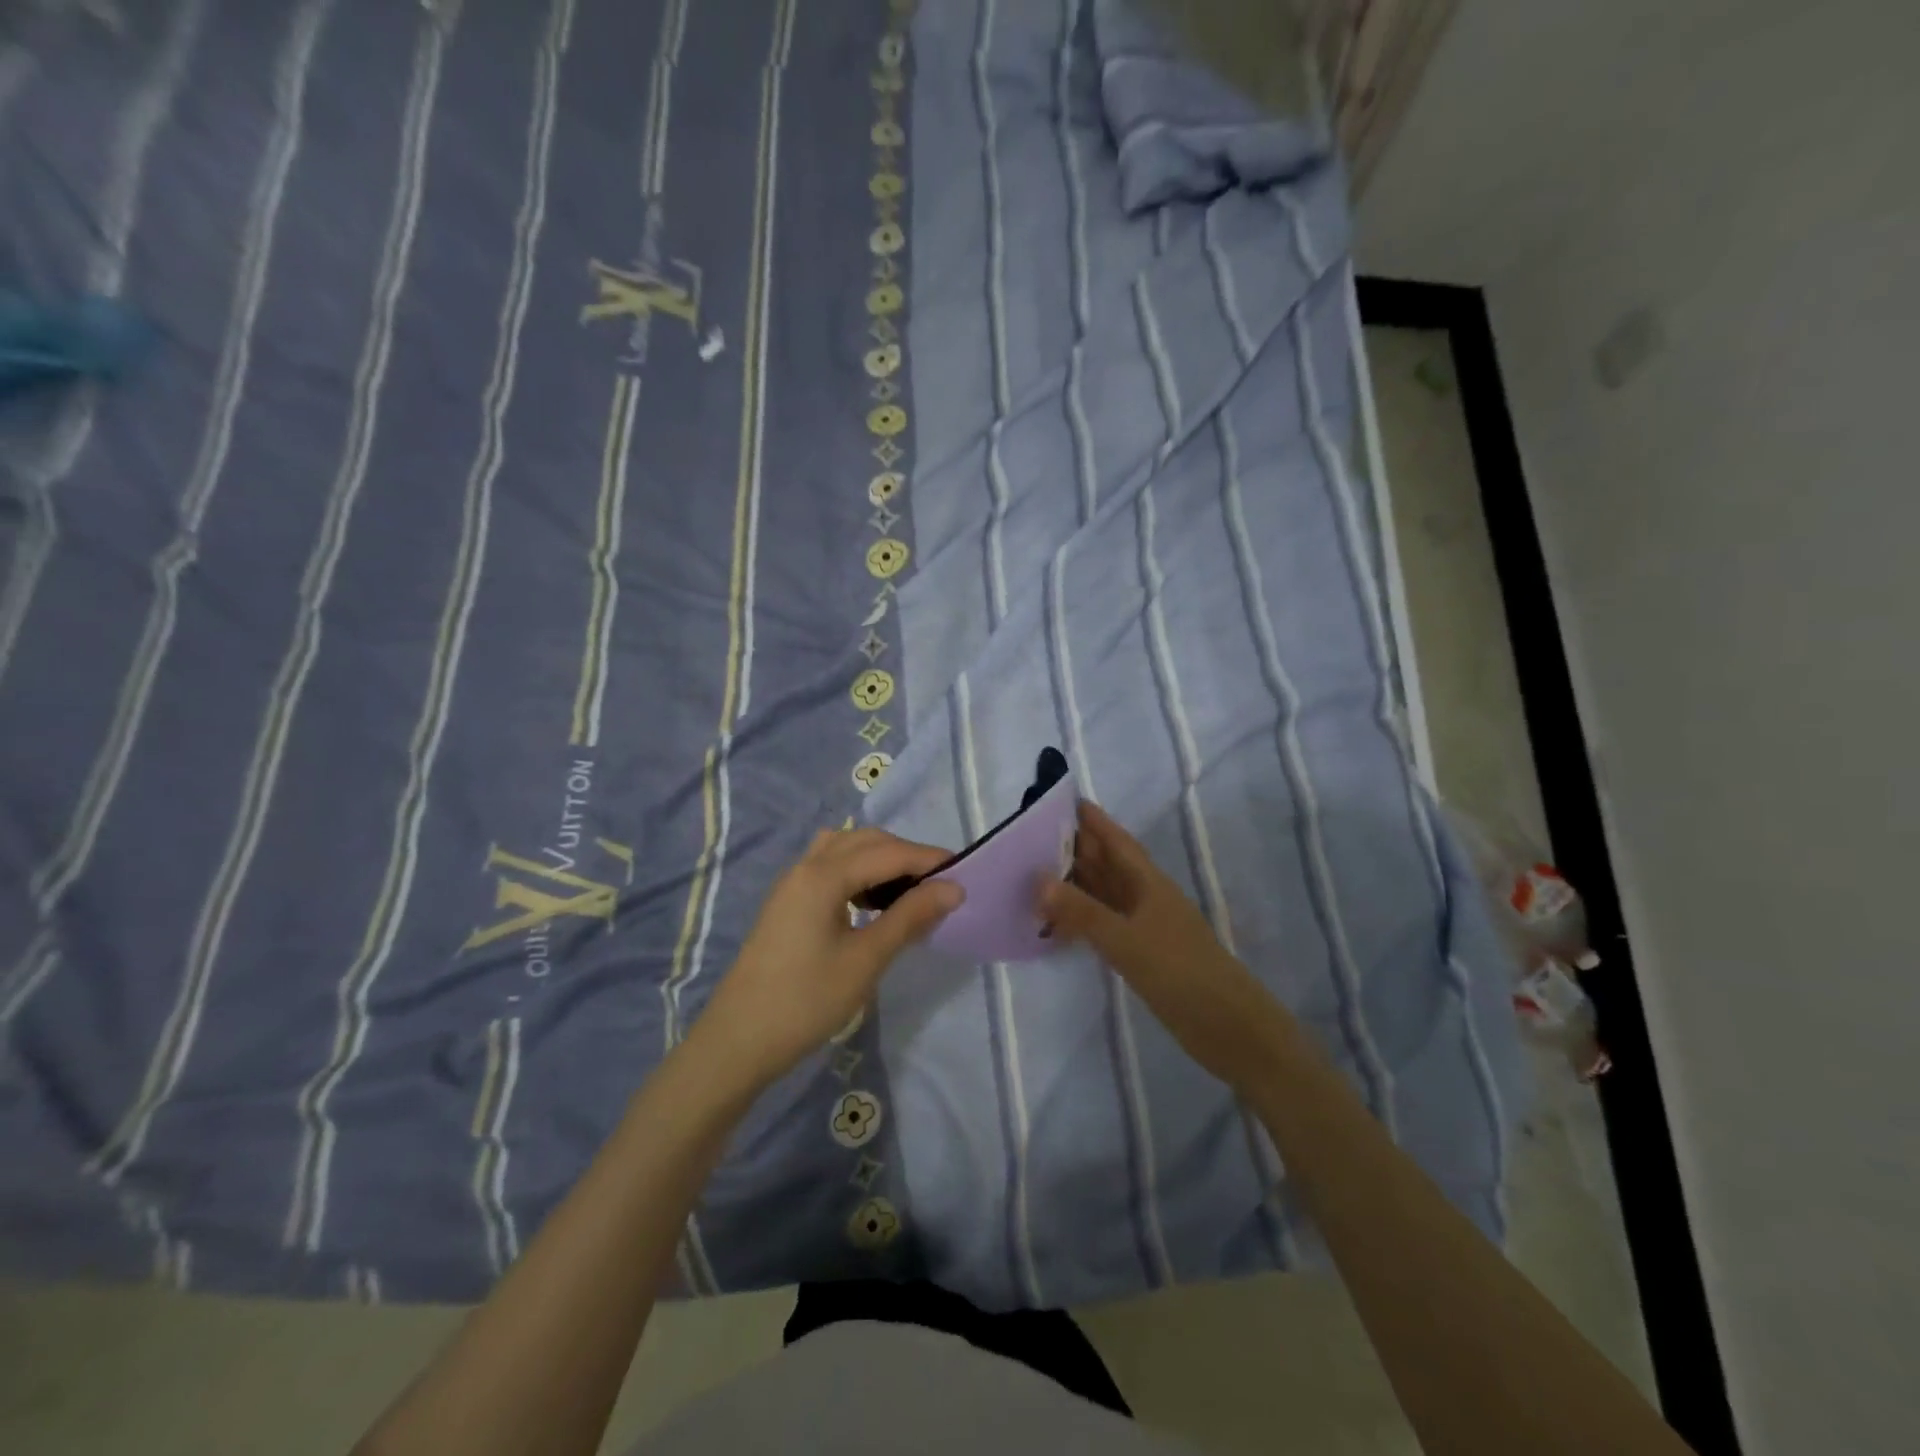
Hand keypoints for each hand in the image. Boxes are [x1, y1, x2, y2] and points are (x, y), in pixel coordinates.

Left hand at [693, 828, 961, 1090]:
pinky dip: (857, 871)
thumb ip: (910, 917)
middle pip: (866, 840)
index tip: (964, 872)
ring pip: (845, 849)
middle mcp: (806, 866)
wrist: (738, 1040)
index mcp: (824, 875)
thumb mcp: (866, 960)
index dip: (928, 859)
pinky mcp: (787, 901)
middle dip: (905, 854)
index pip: (888, 852)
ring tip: (908, 890)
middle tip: (939, 884)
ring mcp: (792, 883)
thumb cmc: (806, 1001)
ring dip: (880, 859)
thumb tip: (953, 888)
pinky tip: (871, 901)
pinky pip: (829, 867)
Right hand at [1040, 800, 1289, 1093]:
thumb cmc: (1181, 974)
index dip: (1093, 820)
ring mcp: (1145, 927)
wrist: (1230, 1029)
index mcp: (1150, 884)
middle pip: (1107, 865)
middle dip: (1075, 848)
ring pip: (1104, 894)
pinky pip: (1104, 924)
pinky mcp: (1142, 954)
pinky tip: (1058, 925)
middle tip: (1032, 836)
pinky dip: (1081, 919)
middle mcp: (1146, 899)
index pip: (1116, 841)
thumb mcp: (1127, 941)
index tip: (1062, 800)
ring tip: (1035, 873)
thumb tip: (1038, 879)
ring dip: (1075, 883)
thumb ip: (1082, 912)